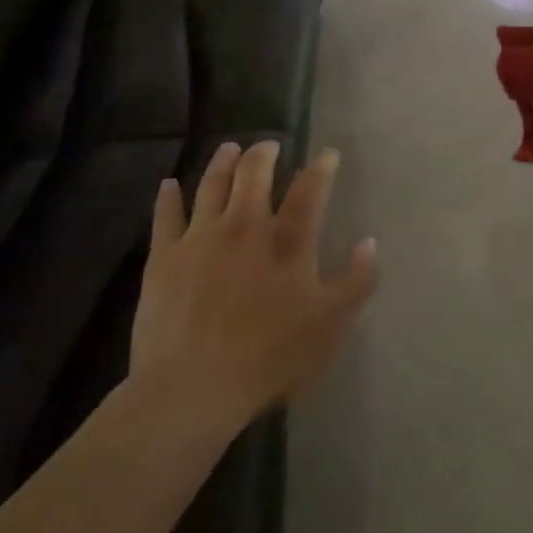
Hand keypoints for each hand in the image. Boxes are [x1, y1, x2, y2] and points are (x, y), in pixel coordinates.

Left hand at [131, 141, 375, 433]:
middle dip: (264, 154)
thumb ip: (357, 281)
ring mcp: (201, 237)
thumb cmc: (270, 357)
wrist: (193, 387)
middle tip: (269, 145)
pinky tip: (169, 185)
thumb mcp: (331, 324)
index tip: (327, 154)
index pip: (310, 190)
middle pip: (254, 173)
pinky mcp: (163, 257)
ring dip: (222, 162)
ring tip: (229, 148)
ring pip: (212, 184)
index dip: (321, 167)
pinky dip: (168, 197)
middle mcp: (245, 225)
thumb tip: (369, 242)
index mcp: (288, 240)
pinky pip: (166, 216)